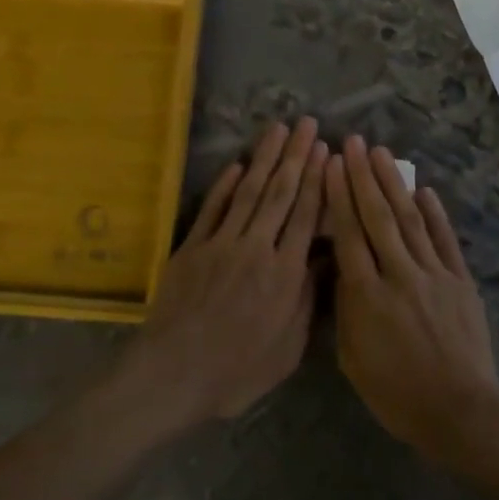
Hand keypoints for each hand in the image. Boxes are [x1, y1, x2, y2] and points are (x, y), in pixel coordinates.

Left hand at [120, 119, 327, 426]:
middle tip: (307, 124)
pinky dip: (225, 185)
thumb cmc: (236, 372)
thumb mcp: (287, 349)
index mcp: (284, 274)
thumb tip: (325, 260)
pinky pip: (212, 209)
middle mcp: (257, 248)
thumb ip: (306, 301)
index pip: (306, 216)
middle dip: (296, 156)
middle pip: (281, 194)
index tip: (326, 151)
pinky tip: (238, 164)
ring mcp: (221, 244)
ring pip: (249, 193)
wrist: (172, 375)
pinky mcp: (192, 247)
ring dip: (265, 158)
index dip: (318, 181)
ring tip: (278, 129)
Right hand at [324, 137, 498, 469]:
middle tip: (352, 142)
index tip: (332, 164)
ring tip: (380, 154)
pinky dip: (435, 214)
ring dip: (394, 184)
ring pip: (410, 220)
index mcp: (366, 297)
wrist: (460, 412)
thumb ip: (345, 310)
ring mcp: (434, 275)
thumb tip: (342, 271)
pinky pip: (445, 240)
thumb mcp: (352, 360)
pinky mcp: (461, 281)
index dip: (339, 196)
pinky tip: (424, 190)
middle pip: (378, 217)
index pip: (349, 235)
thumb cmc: (397, 395)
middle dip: (363, 177)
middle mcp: (399, 275)